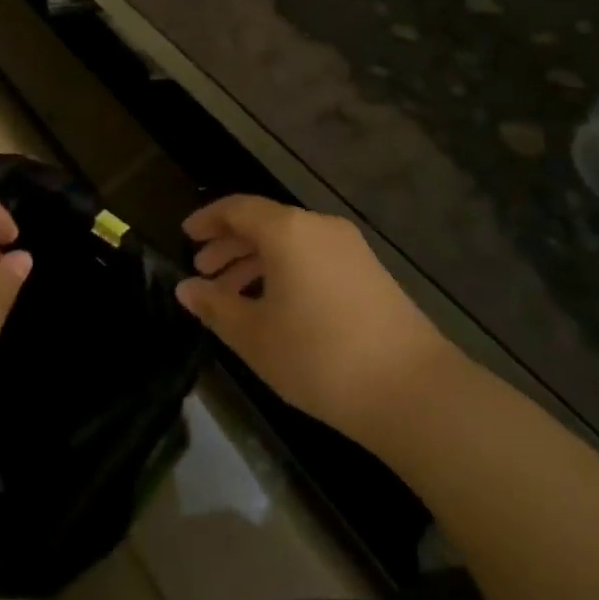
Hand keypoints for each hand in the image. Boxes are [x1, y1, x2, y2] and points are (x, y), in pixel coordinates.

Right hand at [177, 196, 455, 451]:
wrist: (412, 391)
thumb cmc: (319, 357)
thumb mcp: (254, 336)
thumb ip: (215, 306)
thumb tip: (185, 288)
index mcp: (288, 230)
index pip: (237, 208)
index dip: (208, 220)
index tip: (185, 236)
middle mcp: (319, 227)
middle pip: (265, 223)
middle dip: (229, 245)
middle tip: (202, 272)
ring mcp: (349, 248)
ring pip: (290, 243)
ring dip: (256, 262)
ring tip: (232, 295)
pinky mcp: (369, 272)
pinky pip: (313, 258)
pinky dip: (285, 271)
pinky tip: (275, 306)